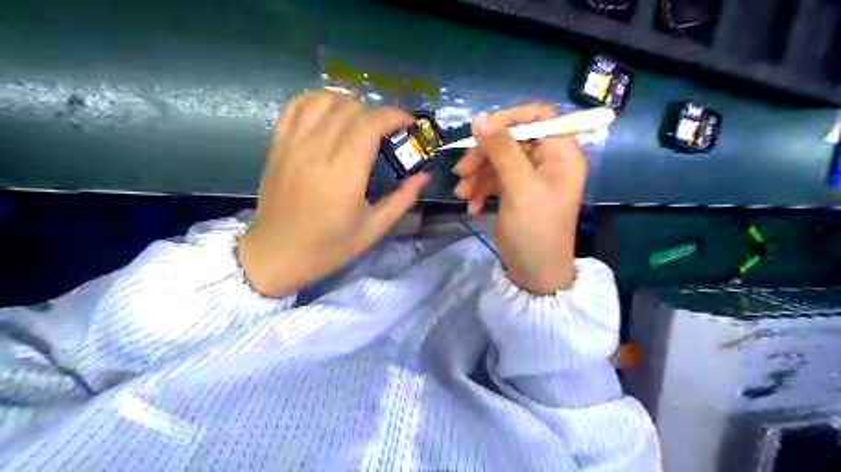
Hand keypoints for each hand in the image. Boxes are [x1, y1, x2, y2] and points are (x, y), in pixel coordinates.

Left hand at [239, 90, 429, 295]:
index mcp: (345, 172)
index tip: (408, 125)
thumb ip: (401, 199)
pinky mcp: (278, 144)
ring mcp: (294, 143)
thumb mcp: (373, 229)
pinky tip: (328, 114)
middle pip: (351, 107)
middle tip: (386, 133)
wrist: (275, 253)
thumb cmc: (327, 247)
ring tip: (358, 122)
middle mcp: (318, 150)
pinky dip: (316, 101)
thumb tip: (423, 176)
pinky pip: (296, 106)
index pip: (371, 123)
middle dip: (376, 113)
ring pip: (323, 100)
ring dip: (348, 103)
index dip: (394, 116)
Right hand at [453, 105, 586, 293]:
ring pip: (499, 161)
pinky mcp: (517, 192)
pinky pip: (496, 180)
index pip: (539, 116)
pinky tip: (472, 206)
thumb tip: (480, 118)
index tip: (481, 130)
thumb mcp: (520, 188)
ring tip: (461, 193)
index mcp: (561, 154)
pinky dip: (481, 190)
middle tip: (461, 171)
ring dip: (477, 175)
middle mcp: (548, 161)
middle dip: (484, 154)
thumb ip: (501, 151)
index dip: (509, 118)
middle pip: (512, 140)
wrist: (535, 274)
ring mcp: (531, 178)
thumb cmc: (535, 230)